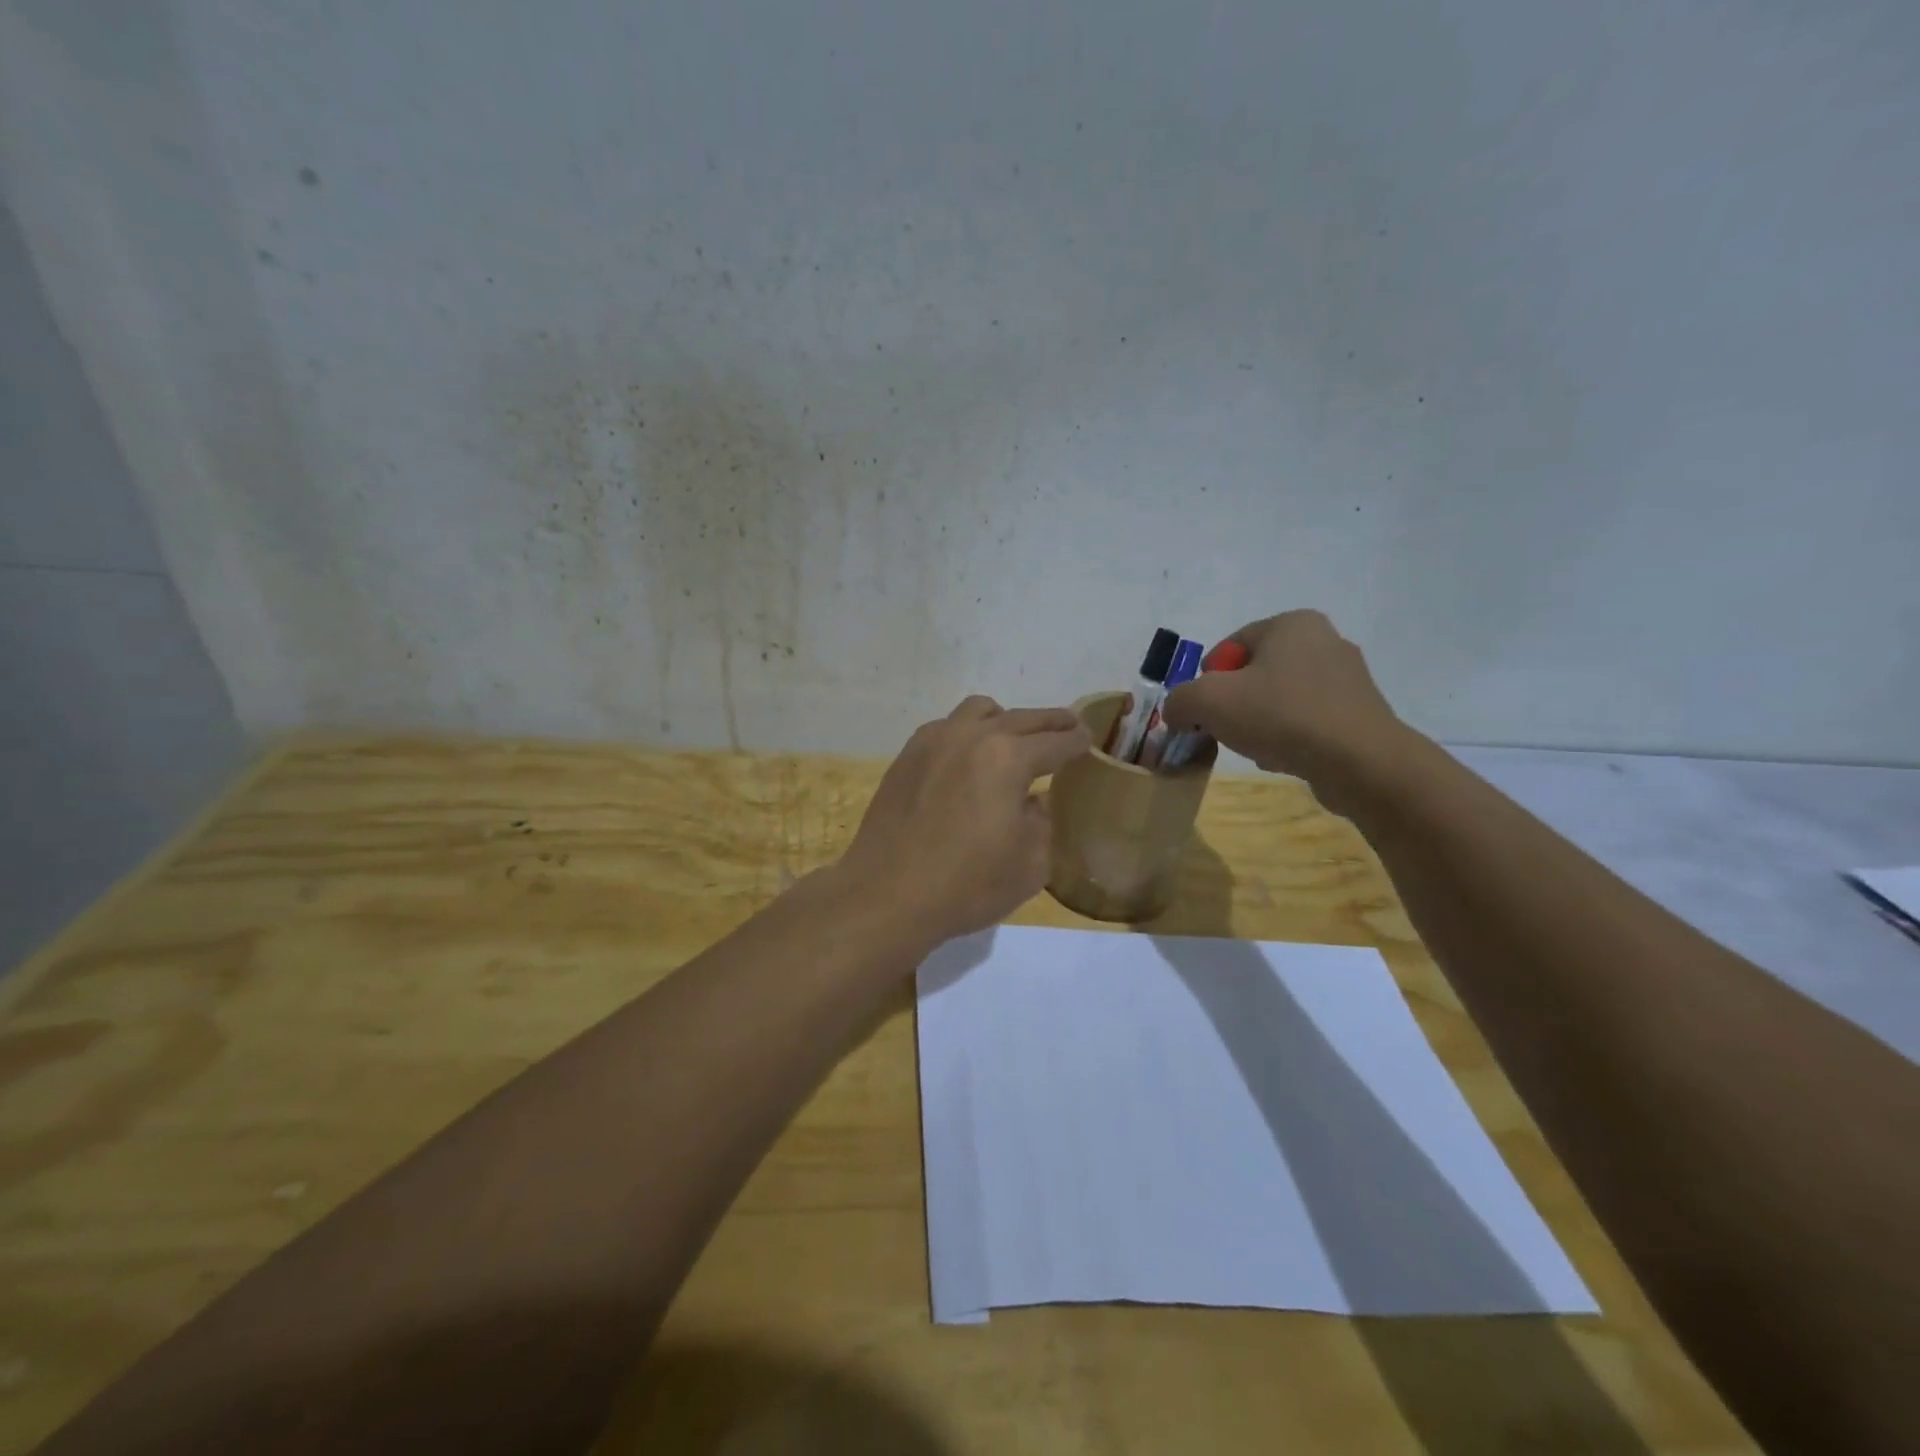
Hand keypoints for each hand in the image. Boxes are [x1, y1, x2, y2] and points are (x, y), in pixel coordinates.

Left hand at [838, 696, 1090, 946]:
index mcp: (1007, 758)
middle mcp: (971, 736)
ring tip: (1014, 737)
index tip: (1087, 739)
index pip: (1055, 742)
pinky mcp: (906, 756)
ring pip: (978, 711)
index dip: (1076, 741)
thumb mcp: (1030, 864)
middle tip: (1067, 725)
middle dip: (1050, 722)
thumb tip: (1032, 801)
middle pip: (1021, 718)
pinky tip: (968, 757)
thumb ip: (1041, 822)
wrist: (887, 895)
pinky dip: (968, 732)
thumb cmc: (966, 885)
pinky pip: (946, 728)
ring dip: (1004, 719)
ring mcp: (933, 742)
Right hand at [1161, 611, 1409, 810]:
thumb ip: (1179, 700)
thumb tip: (1178, 713)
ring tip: (1258, 747)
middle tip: (1227, 731)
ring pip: (1279, 698)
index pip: (1229, 647)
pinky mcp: (1359, 712)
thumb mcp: (1207, 702)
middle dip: (1234, 703)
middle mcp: (1324, 640)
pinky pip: (1307, 720)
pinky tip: (1286, 757)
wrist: (1359, 762)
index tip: (1207, 711)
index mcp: (1291, 624)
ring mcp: (1347, 677)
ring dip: (1259, 722)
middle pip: (1254, 673)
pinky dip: (1289, 736)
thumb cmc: (1280, 716)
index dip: (1208, 681)